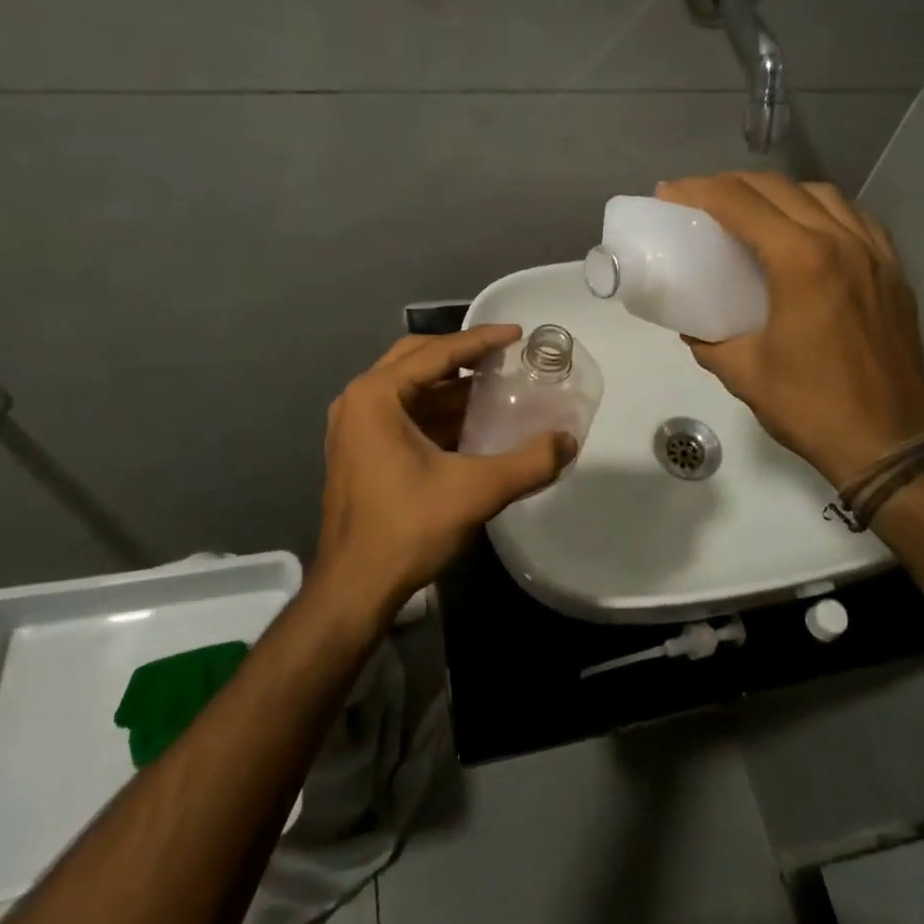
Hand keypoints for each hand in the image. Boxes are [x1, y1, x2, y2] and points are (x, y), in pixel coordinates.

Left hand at [316, 326, 575, 618]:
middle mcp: (359, 401)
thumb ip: (528, 463)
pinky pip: (403, 414)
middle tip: (503, 356)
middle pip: (418, 359)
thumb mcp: (476, 492)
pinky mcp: (360, 451)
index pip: (437, 352)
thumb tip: (569, 441)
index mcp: (376, 396)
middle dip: (462, 355)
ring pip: (410, 388)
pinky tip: (472, 423)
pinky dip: (438, 411)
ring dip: (451, 386)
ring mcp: (354, 427)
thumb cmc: (407, 529)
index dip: (481, 340)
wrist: (354, 590)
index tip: (517, 333)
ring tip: (496, 386)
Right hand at [656, 172, 923, 487]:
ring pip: (822, 194)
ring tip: (752, 211)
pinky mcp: (894, 271)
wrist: (889, 444)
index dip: (698, 190)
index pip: (740, 203)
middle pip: (778, 188)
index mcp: (801, 262)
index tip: (669, 193)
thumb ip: (707, 340)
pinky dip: (821, 211)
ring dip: (778, 193)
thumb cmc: (811, 407)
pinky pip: (855, 218)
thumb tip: (691, 325)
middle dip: (732, 184)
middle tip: (700, 200)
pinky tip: (807, 231)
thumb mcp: (743, 372)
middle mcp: (842, 242)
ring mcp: (875, 254)